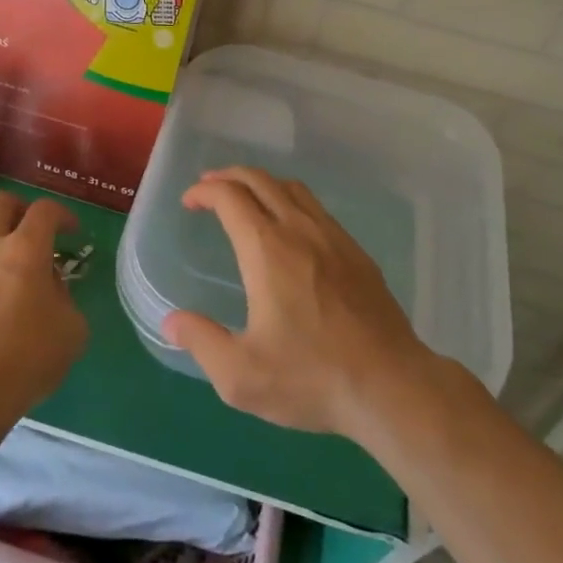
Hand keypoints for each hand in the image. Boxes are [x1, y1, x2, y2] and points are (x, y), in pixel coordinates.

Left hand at [0, 191, 88, 436]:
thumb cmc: (28, 359)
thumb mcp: (72, 328)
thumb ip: (64, 294)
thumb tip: (48, 283)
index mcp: (26, 250)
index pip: (45, 211)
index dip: (63, 214)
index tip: (71, 231)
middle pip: (1, 203)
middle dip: (21, 209)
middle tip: (32, 229)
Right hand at [163, 167, 431, 438]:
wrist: (391, 386)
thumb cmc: (311, 378)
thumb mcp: (241, 375)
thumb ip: (201, 342)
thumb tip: (172, 321)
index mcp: (267, 250)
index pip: (230, 197)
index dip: (204, 191)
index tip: (189, 202)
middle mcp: (300, 231)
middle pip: (261, 180)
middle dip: (229, 177)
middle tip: (209, 189)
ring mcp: (334, 238)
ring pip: (293, 189)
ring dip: (262, 184)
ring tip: (246, 199)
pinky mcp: (358, 254)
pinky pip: (318, 209)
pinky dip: (291, 202)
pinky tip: (290, 229)